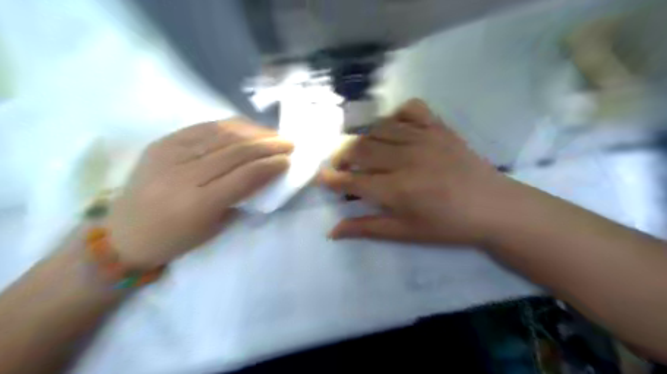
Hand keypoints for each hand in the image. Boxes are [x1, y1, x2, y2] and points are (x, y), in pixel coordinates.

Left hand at [109, 119, 291, 266]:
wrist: (123, 234)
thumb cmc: (175, 239)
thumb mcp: (215, 228)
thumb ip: (240, 198)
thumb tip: (263, 173)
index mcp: (199, 203)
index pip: (245, 175)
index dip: (270, 165)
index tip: (288, 160)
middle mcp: (184, 174)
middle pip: (236, 151)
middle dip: (268, 145)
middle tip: (288, 142)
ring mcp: (170, 154)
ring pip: (221, 134)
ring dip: (253, 132)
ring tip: (271, 134)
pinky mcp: (161, 143)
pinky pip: (202, 128)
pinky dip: (229, 126)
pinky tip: (245, 127)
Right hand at [320, 99, 510, 245]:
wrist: (494, 207)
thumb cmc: (448, 226)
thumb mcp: (406, 232)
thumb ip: (367, 228)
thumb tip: (332, 231)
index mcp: (398, 190)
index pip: (353, 180)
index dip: (333, 179)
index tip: (322, 178)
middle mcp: (406, 159)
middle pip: (361, 148)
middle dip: (342, 156)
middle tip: (341, 166)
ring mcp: (424, 138)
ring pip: (379, 128)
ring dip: (365, 138)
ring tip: (364, 151)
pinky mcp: (440, 128)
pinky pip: (410, 109)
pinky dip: (396, 115)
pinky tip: (393, 129)